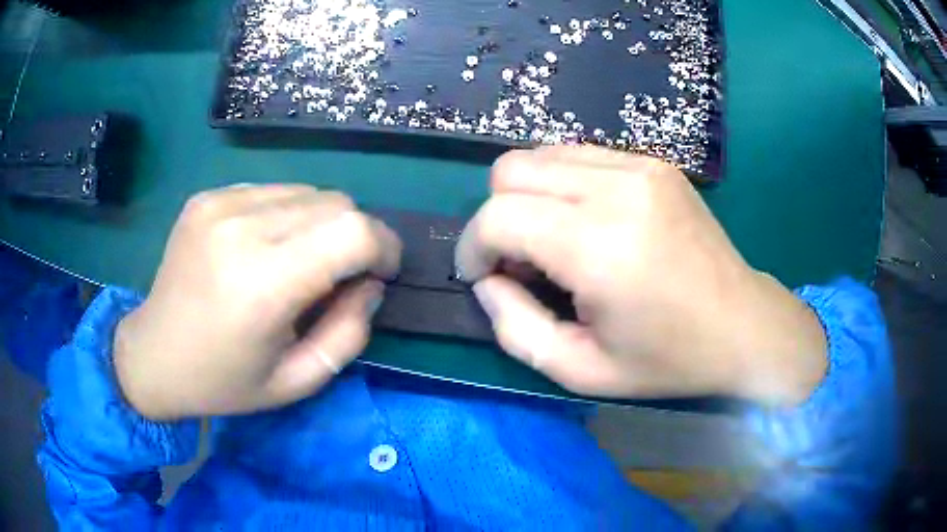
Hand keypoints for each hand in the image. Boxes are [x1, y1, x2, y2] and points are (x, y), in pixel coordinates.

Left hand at [114, 185, 400, 419]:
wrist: (154, 355)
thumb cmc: (225, 381)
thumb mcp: (297, 381)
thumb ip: (348, 333)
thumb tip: (369, 283)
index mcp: (262, 285)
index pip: (353, 232)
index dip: (384, 246)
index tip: (382, 272)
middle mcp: (240, 229)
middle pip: (335, 203)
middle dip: (354, 237)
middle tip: (338, 276)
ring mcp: (219, 205)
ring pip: (307, 191)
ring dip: (319, 225)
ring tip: (296, 263)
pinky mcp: (207, 197)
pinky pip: (272, 191)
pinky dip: (286, 215)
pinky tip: (263, 248)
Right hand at [457, 146, 826, 405]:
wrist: (742, 325)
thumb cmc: (666, 359)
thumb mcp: (581, 371)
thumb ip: (515, 328)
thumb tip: (486, 280)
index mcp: (600, 248)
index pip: (498, 216)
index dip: (473, 246)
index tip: (483, 276)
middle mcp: (618, 189)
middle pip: (510, 170)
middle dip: (497, 217)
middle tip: (521, 262)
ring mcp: (640, 166)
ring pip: (540, 154)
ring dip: (529, 197)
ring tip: (555, 242)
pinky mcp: (654, 162)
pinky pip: (578, 155)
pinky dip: (562, 185)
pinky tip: (586, 222)